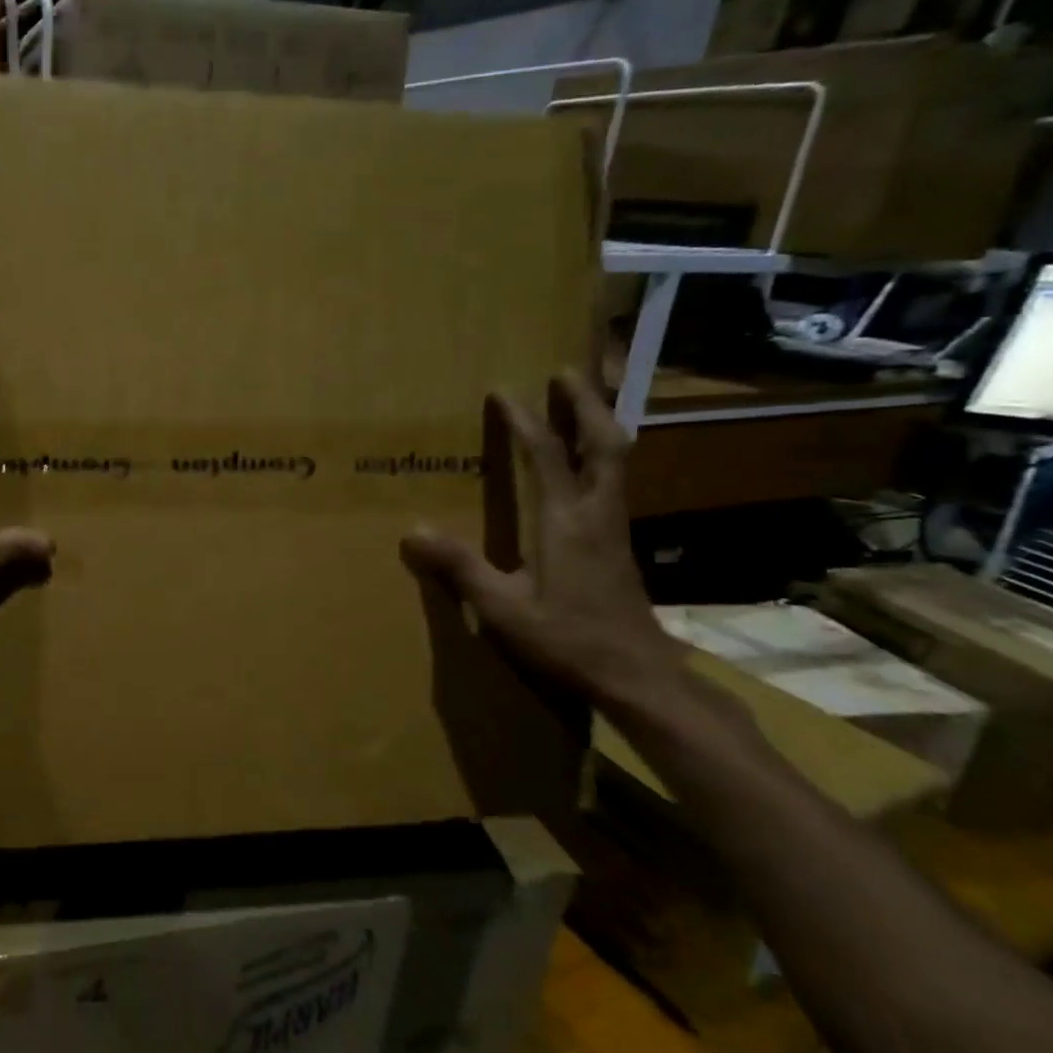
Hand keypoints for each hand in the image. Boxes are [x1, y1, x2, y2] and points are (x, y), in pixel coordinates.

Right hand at [400, 369, 683, 718]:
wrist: (640, 679)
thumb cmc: (569, 640)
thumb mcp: (503, 609)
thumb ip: (460, 568)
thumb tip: (412, 532)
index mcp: (567, 522)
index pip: (545, 455)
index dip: (524, 420)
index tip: (504, 391)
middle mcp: (597, 515)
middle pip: (604, 444)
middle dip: (585, 404)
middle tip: (565, 372)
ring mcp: (614, 530)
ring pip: (616, 462)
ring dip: (597, 426)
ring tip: (579, 403)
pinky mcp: (619, 547)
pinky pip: (613, 483)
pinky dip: (599, 457)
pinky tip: (583, 466)